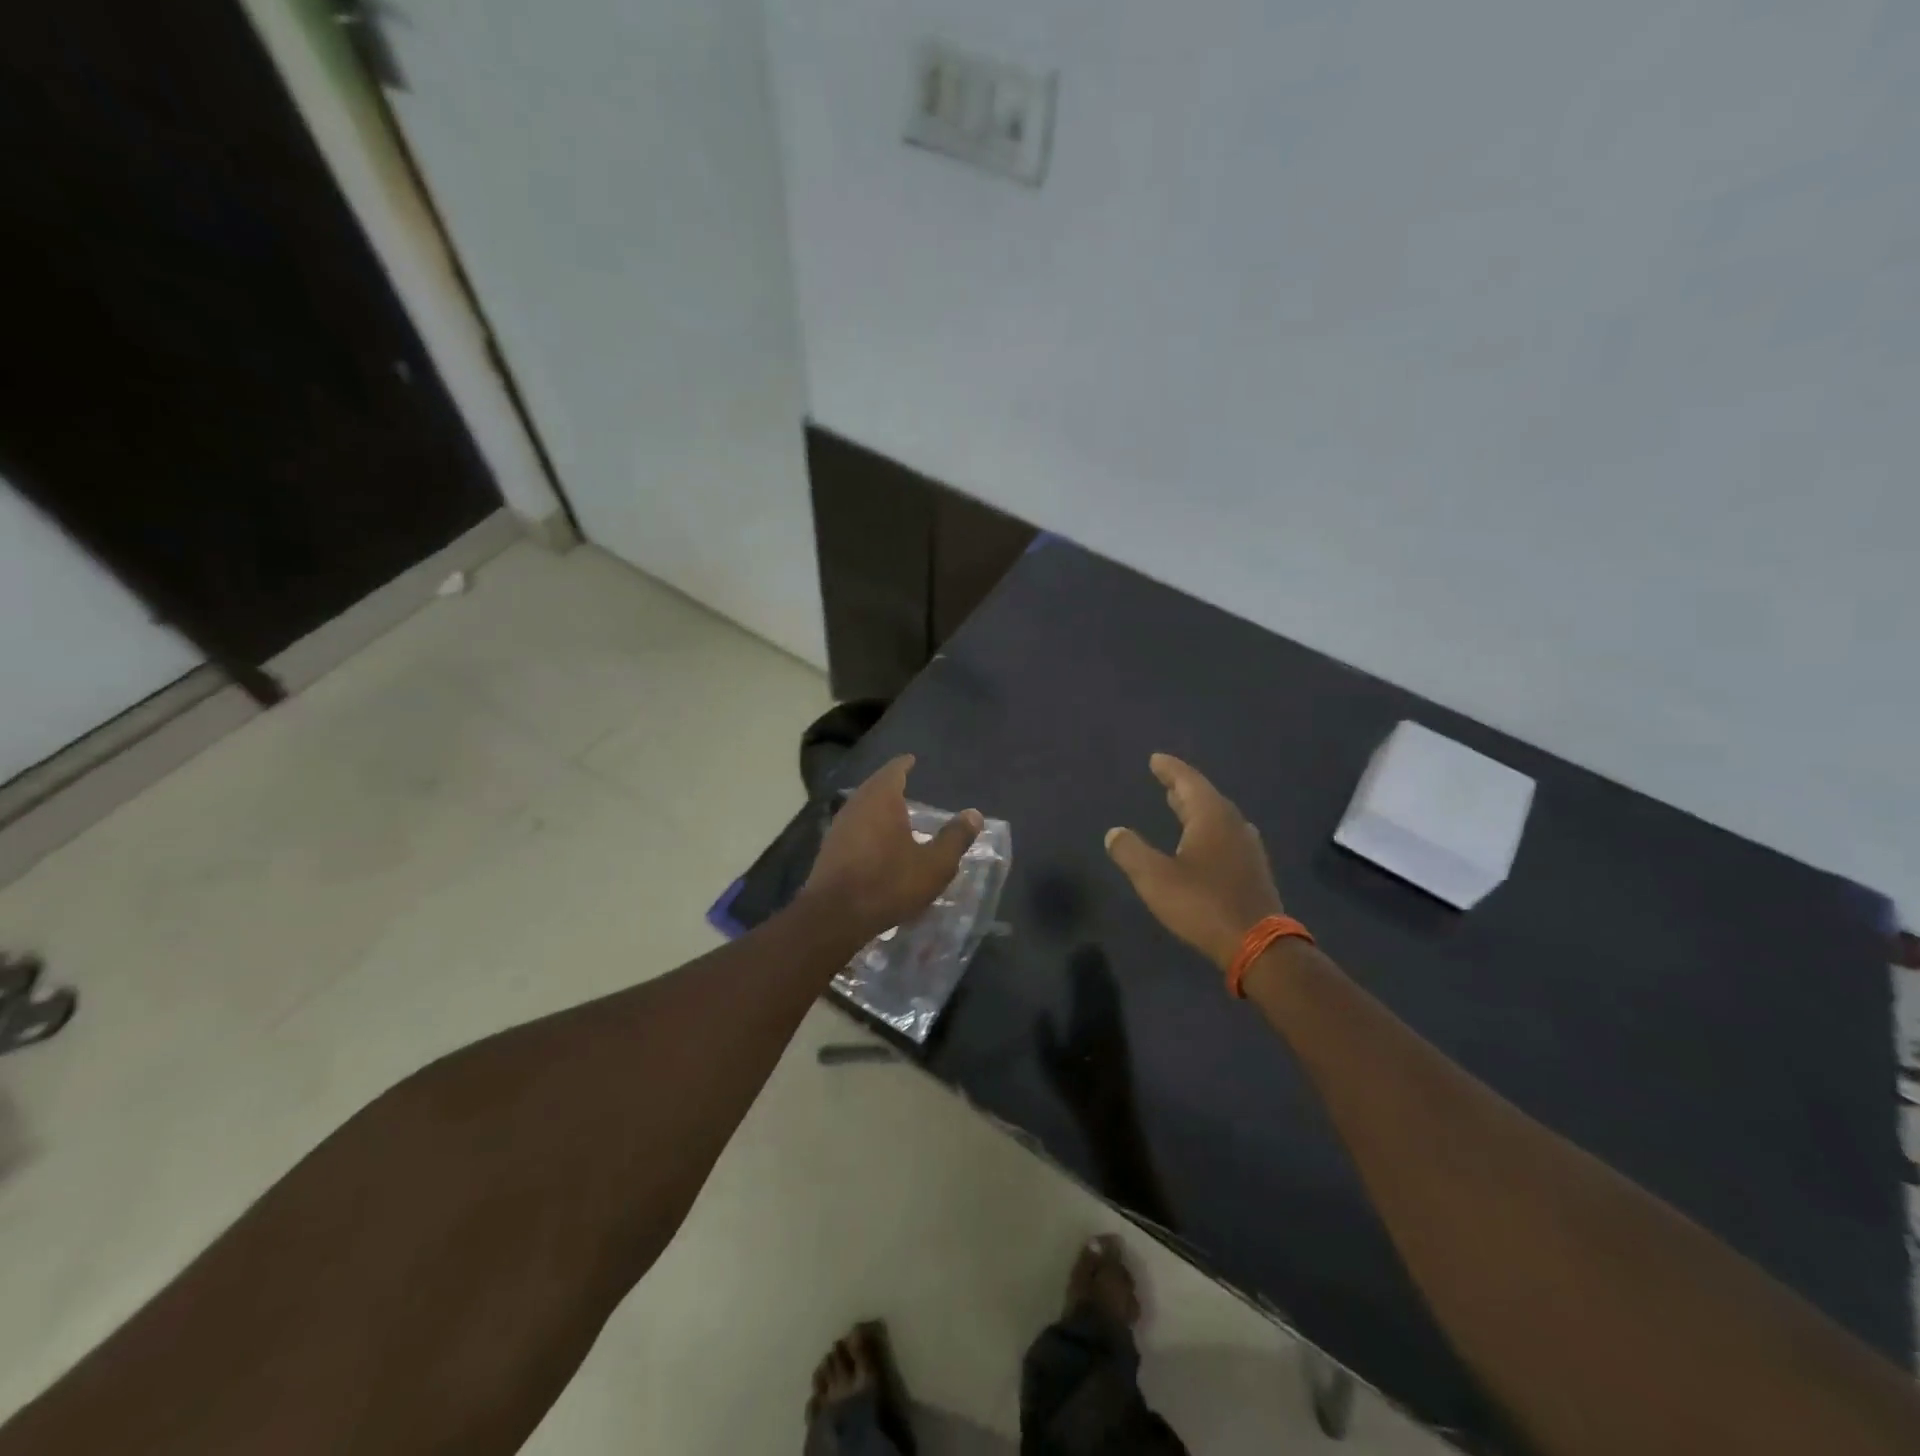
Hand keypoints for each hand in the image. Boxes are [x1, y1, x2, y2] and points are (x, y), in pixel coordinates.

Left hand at [803, 755, 983, 943]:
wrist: (835, 916)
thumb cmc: (889, 883)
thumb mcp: (934, 864)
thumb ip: (955, 838)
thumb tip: (974, 814)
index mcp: (881, 799)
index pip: (893, 771)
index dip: (904, 765)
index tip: (911, 760)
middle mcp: (856, 805)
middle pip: (874, 786)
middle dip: (889, 784)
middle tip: (905, 783)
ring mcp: (838, 827)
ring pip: (861, 806)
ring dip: (877, 806)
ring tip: (893, 811)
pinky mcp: (829, 849)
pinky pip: (853, 827)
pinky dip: (867, 825)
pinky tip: (876, 840)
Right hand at [1105, 754, 1283, 971]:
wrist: (1258, 946)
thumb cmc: (1202, 904)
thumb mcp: (1155, 878)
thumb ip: (1131, 851)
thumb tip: (1115, 832)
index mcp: (1211, 817)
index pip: (1188, 781)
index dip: (1170, 769)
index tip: (1155, 759)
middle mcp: (1233, 825)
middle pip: (1205, 797)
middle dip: (1182, 788)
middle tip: (1164, 779)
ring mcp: (1247, 848)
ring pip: (1218, 817)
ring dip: (1196, 809)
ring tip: (1179, 806)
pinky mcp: (1252, 871)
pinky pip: (1226, 836)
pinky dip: (1207, 830)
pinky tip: (1202, 842)